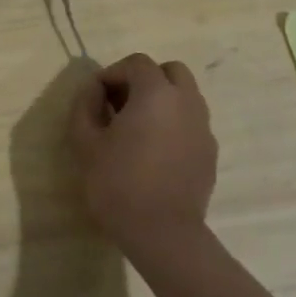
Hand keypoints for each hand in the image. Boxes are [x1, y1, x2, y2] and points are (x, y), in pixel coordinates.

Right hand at [67, 53, 217, 256]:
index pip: (136, 63)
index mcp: (156, 93)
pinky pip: (191, 123)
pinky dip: (173, 123)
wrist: (162, 233)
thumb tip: (93, 89)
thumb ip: (85, 105)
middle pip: (170, 71)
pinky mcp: (210, 153)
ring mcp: (203, 128)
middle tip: (120, 104)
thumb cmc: (118, 183)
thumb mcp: (85, 142)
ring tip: (136, 129)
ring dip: (161, 101)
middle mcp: (187, 102)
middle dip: (144, 79)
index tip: (96, 97)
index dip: (112, 74)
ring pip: (185, 96)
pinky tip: (154, 151)